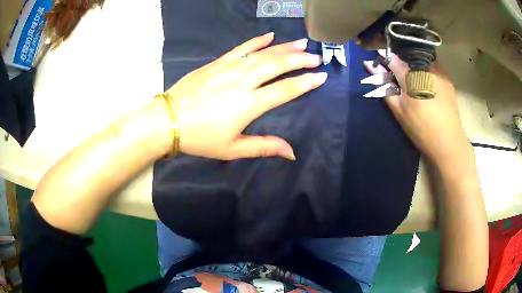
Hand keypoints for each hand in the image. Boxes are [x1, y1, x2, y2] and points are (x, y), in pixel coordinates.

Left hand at [165, 32, 326, 159]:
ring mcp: (230, 68)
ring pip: (263, 53)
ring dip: (284, 47)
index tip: (321, 76)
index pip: (286, 89)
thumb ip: (264, 147)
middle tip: (316, 57)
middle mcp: (244, 81)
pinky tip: (269, 36)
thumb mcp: (233, 149)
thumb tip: (292, 153)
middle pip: (278, 65)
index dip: (306, 82)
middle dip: (300, 60)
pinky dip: (257, 41)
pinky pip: (241, 48)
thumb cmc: (200, 138)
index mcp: (250, 104)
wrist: (168, 120)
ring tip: (301, 43)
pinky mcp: (218, 62)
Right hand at [364, 50, 471, 164]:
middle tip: (401, 78)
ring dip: (415, 65)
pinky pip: (433, 66)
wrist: (448, 142)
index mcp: (411, 75)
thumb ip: (385, 88)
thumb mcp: (399, 111)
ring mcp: (439, 71)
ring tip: (416, 81)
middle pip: (407, 55)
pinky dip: (427, 70)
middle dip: (401, 62)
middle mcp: (425, 66)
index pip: (392, 59)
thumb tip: (371, 69)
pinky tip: (428, 85)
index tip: (381, 64)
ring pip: (421, 58)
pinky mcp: (447, 78)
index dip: (384, 60)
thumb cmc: (421, 128)